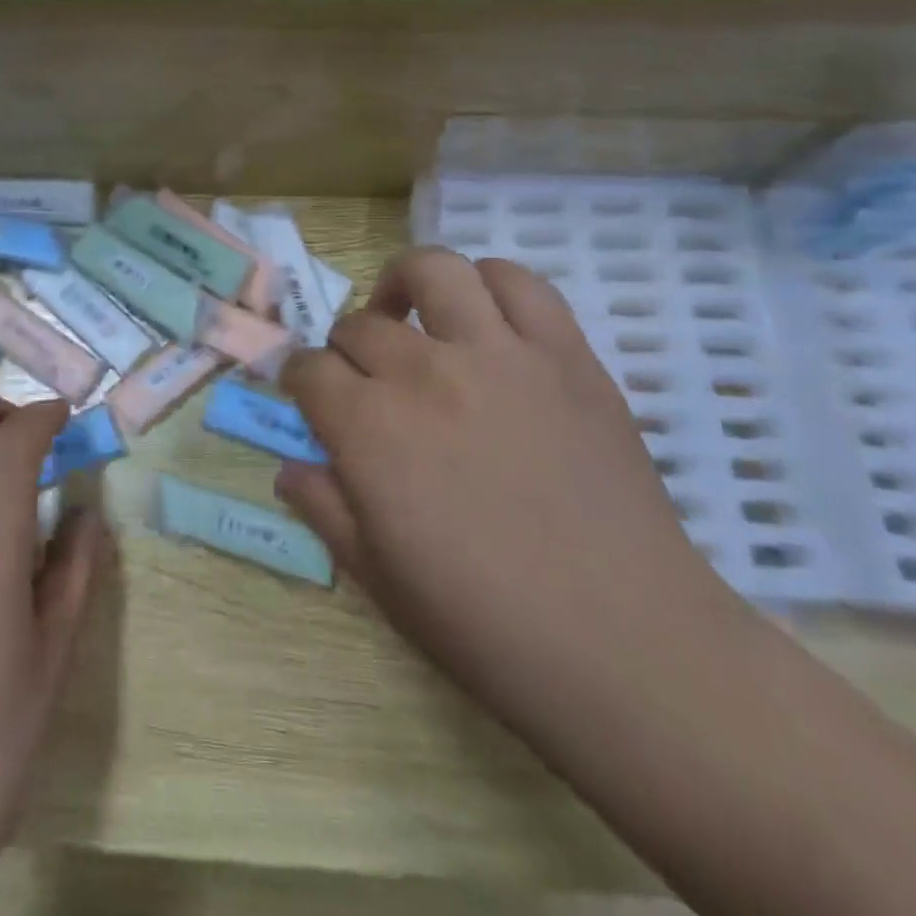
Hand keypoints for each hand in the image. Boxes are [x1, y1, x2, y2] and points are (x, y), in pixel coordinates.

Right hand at [277, 249, 750, 735]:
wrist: (625, 644)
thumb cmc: (486, 624)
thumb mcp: (378, 577)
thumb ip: (323, 508)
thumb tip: (290, 466)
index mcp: (370, 429)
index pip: (309, 371)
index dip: (301, 382)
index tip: (311, 399)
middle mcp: (425, 373)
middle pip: (359, 325)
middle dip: (345, 348)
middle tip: (364, 379)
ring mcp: (499, 354)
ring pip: (434, 270)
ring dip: (406, 285)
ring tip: (412, 316)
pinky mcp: (565, 354)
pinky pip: (520, 283)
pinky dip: (490, 283)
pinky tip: (483, 318)